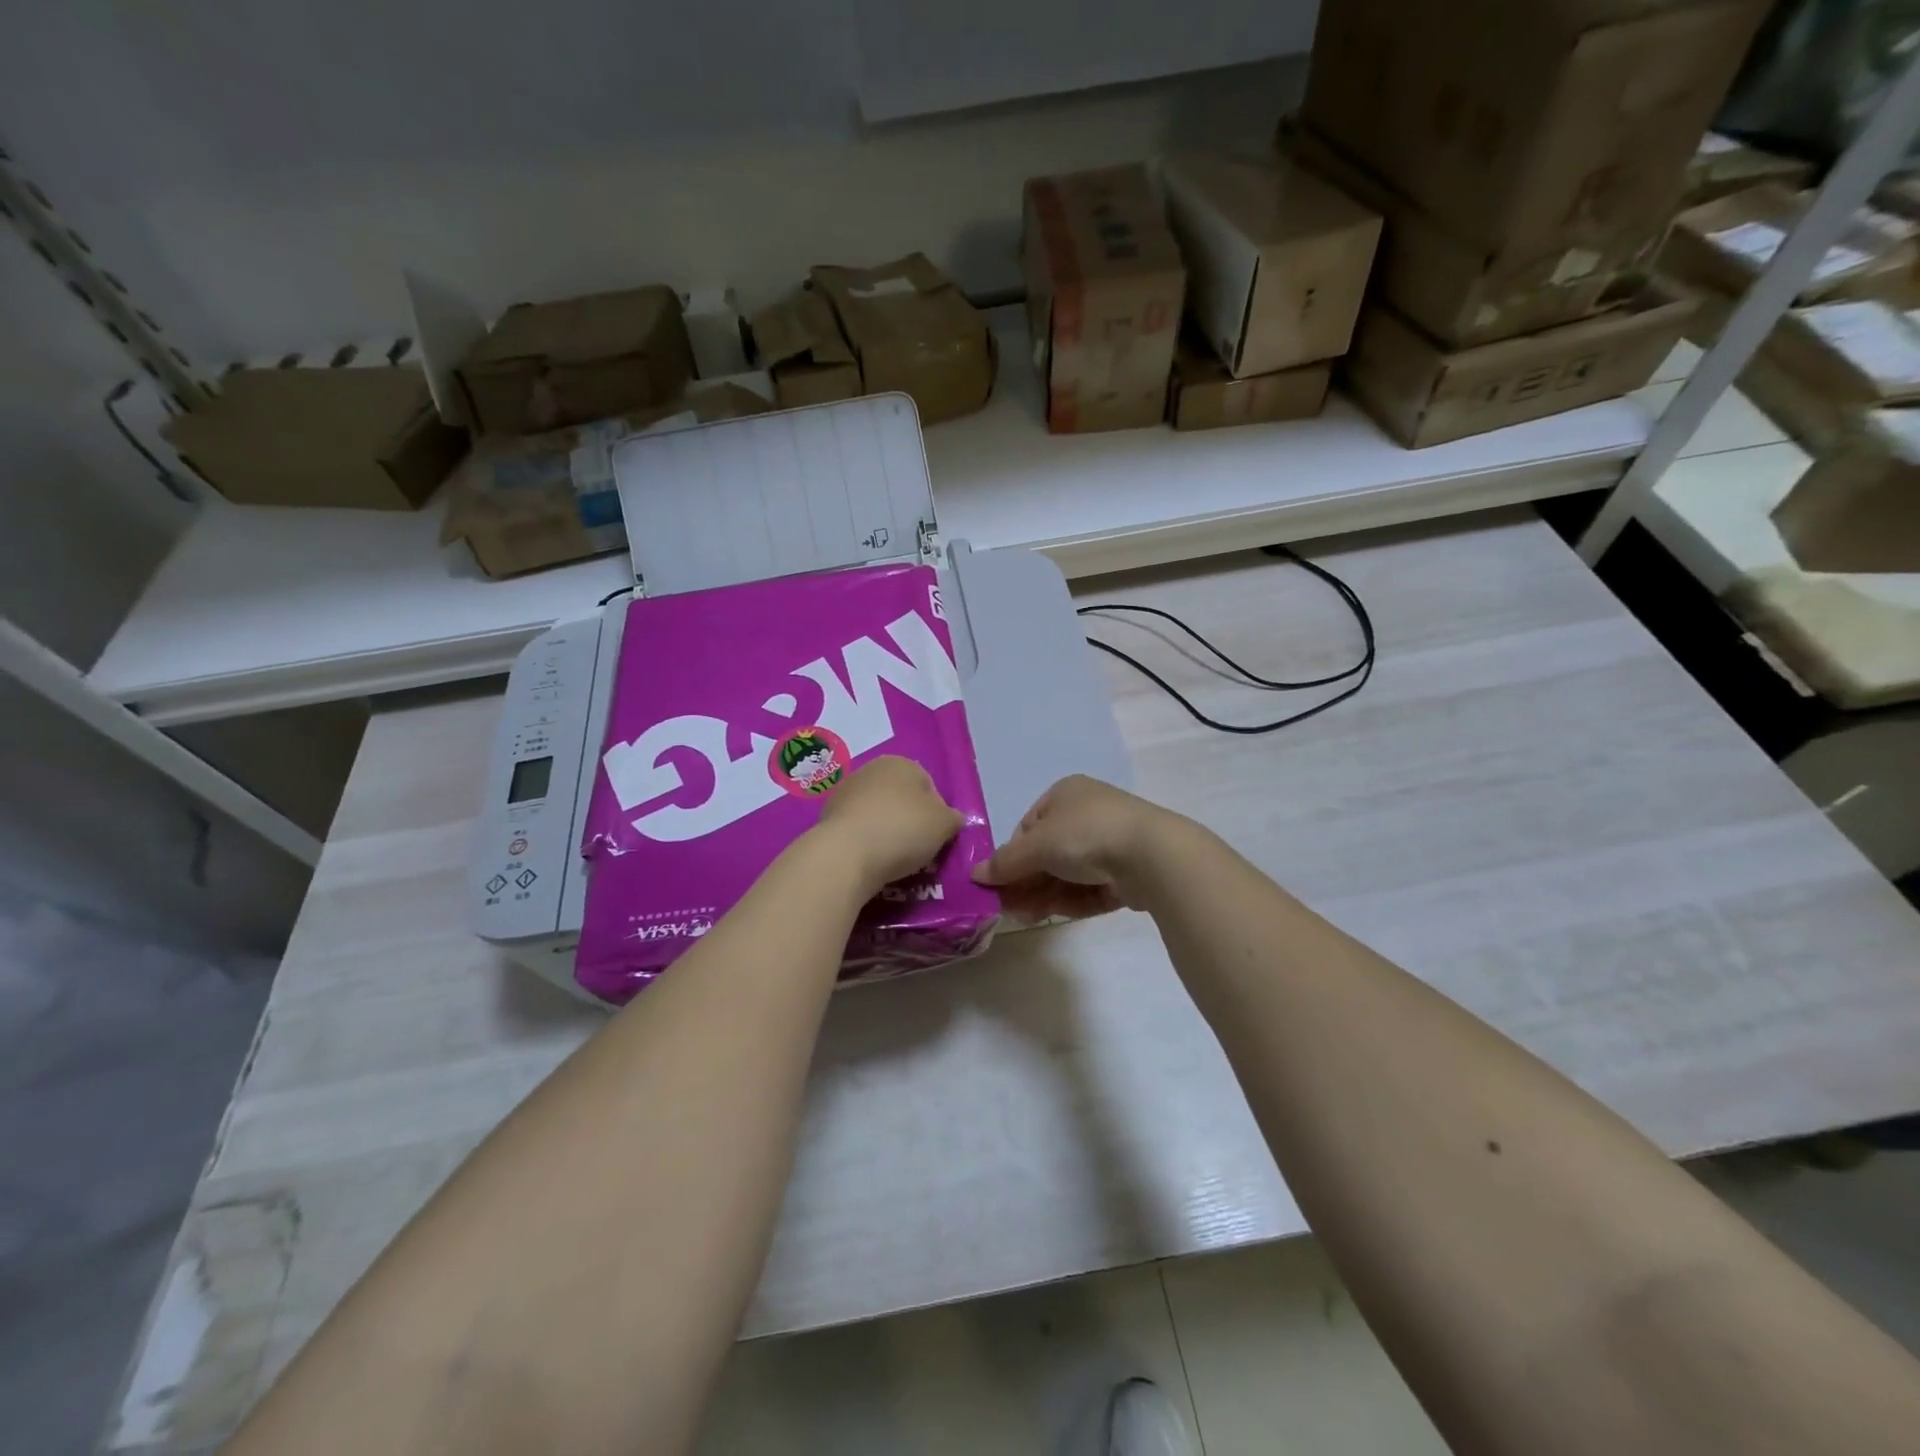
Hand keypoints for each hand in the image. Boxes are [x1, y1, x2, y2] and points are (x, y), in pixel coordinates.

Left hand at [815, 756, 964, 891]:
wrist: (845, 854)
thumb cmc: (903, 830)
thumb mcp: (945, 825)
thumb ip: (953, 818)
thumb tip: (952, 819)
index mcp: (902, 763)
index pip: (930, 788)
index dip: (937, 815)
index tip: (935, 839)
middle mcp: (872, 769)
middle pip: (902, 799)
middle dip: (910, 821)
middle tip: (916, 850)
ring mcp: (845, 791)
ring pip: (878, 813)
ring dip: (886, 831)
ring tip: (892, 859)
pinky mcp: (827, 816)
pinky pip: (858, 829)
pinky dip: (865, 841)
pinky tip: (869, 859)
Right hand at [971, 775, 1171, 922]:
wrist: (1151, 854)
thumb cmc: (1085, 834)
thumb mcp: (1037, 845)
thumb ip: (1005, 862)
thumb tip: (976, 875)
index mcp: (1066, 794)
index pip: (1029, 826)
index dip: (1012, 855)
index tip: (1000, 881)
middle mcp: (1088, 813)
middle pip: (1048, 852)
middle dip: (1028, 881)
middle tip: (1009, 907)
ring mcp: (1110, 843)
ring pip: (1068, 873)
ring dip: (1045, 894)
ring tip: (1028, 917)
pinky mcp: (1127, 872)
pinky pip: (1090, 887)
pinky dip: (1072, 900)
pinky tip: (1054, 915)